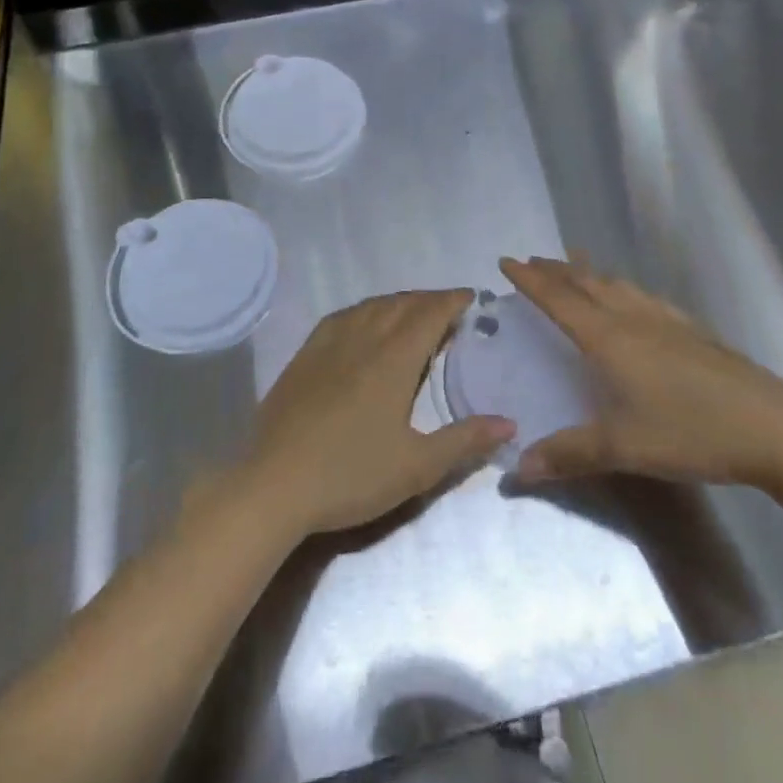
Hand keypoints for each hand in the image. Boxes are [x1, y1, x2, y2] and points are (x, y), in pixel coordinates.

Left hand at [240, 290, 513, 539]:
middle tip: (449, 309)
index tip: (471, 297)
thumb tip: (508, 422)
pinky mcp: (304, 356)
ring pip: (370, 306)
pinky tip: (364, 323)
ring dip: (398, 302)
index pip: (429, 314)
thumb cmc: (351, 475)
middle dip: (429, 300)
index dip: (452, 301)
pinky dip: (365, 311)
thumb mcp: (416, 466)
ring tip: (413, 313)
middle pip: (401, 304)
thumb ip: (464, 440)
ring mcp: (328, 344)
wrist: (274, 484)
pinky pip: (342, 317)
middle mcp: (362, 338)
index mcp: (393, 359)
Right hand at [500, 256, 782, 491]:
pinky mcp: (693, 332)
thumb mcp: (623, 448)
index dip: (530, 280)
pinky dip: (623, 288)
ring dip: (590, 273)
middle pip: (586, 283)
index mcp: (608, 338)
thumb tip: (517, 467)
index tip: (506, 261)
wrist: (773, 427)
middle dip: (555, 270)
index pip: (558, 299)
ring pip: (618, 285)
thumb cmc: (690, 431)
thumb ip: (568, 454)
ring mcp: (666, 321)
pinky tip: (635, 299)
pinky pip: (644, 297)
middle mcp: (633, 319)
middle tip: (533, 260)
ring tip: (576, 265)